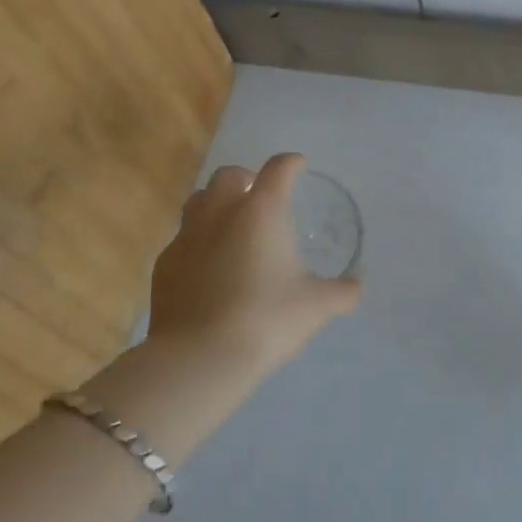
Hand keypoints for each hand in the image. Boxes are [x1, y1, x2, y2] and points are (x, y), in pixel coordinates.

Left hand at [146, 153, 361, 376]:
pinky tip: (207, 266)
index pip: (278, 169)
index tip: (298, 166)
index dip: (291, 163)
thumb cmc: (266, 320)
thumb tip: (356, 286)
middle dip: (246, 178)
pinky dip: (197, 241)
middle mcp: (221, 212)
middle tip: (259, 196)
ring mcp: (187, 236)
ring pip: (199, 200)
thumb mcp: (316, 307)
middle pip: (229, 175)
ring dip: (216, 203)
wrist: (199, 358)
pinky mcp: (165, 264)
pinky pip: (182, 239)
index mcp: (262, 211)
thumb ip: (342, 292)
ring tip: (231, 224)